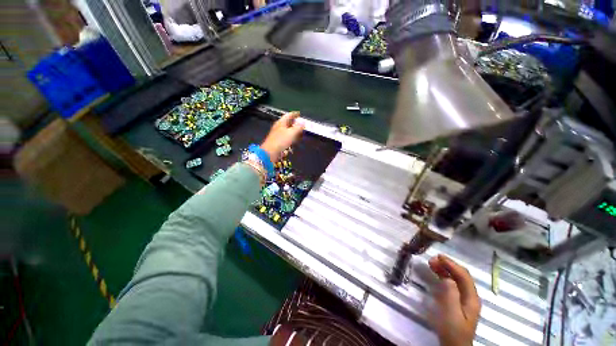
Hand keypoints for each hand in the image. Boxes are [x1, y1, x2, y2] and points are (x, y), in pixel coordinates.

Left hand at [261, 112, 304, 161]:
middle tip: (301, 123)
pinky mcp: (278, 141)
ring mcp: (277, 134)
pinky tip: (294, 139)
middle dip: (294, 122)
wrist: (270, 152)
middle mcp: (279, 126)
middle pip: (287, 122)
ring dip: (293, 130)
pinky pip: (286, 136)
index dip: (294, 114)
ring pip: (287, 129)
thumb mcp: (292, 133)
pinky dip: (291, 136)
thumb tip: (303, 122)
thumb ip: (298, 127)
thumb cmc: (281, 141)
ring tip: (299, 131)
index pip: (288, 115)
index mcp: (281, 122)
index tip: (299, 113)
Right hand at [428, 255, 480, 345]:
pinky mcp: (457, 302)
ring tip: (432, 264)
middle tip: (432, 260)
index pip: (464, 276)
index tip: (438, 257)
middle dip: (448, 265)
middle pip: (461, 276)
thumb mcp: (451, 314)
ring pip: (456, 279)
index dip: (452, 264)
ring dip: (445, 270)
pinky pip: (452, 284)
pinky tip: (437, 274)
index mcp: (471, 298)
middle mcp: (470, 296)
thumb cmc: (453, 331)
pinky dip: (444, 276)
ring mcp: (464, 299)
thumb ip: (451, 295)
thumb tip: (447, 278)